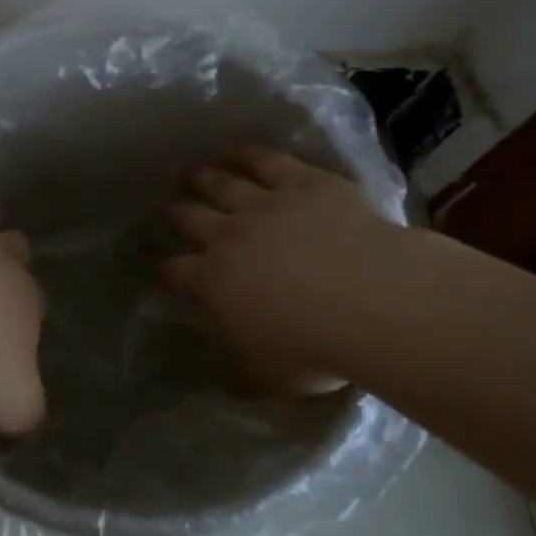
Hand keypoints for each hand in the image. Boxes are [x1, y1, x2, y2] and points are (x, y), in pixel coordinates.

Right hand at [163, 148, 442, 387]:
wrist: (373, 299)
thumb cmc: (319, 348)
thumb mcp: (272, 377)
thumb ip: (243, 374)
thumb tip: (223, 384)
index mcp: (215, 282)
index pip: (178, 271)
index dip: (166, 267)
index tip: (161, 264)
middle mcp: (229, 236)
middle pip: (191, 217)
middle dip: (176, 213)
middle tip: (170, 207)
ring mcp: (264, 204)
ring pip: (221, 183)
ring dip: (202, 177)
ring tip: (191, 171)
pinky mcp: (301, 182)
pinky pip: (265, 161)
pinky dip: (246, 155)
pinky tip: (237, 151)